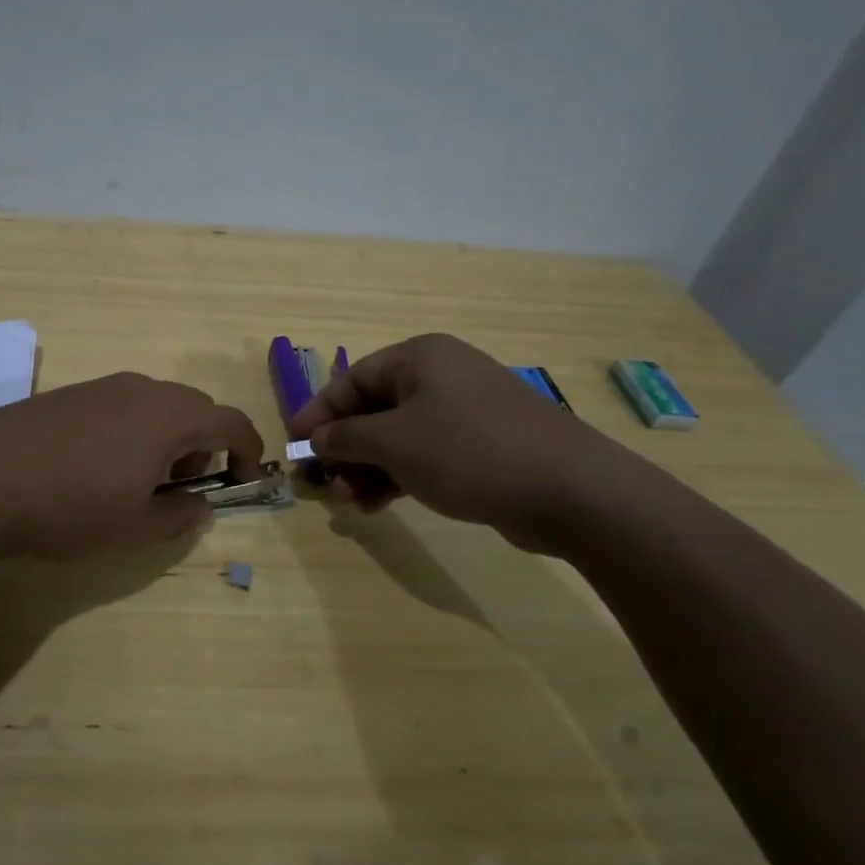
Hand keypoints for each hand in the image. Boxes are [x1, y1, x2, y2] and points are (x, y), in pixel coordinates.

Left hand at [0, 373, 263, 559]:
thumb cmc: (72, 506)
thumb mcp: (136, 528)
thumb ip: (181, 517)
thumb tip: (201, 506)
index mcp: (171, 416)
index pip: (232, 422)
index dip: (248, 451)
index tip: (243, 482)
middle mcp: (143, 389)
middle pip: (196, 409)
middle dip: (203, 447)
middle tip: (182, 489)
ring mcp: (103, 386)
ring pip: (157, 406)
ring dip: (166, 439)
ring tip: (137, 482)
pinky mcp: (71, 393)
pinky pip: (122, 406)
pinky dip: (133, 432)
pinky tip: (98, 467)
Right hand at [287, 333, 639, 553]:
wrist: (570, 491)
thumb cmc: (469, 451)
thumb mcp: (394, 443)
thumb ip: (347, 438)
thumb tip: (317, 438)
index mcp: (419, 359)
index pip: (352, 380)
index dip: (318, 413)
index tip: (293, 445)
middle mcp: (441, 377)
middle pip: (374, 410)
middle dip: (345, 449)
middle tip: (324, 485)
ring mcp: (465, 411)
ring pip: (399, 437)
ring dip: (369, 469)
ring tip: (351, 505)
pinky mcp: (482, 445)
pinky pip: (426, 455)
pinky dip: (400, 476)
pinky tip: (380, 506)